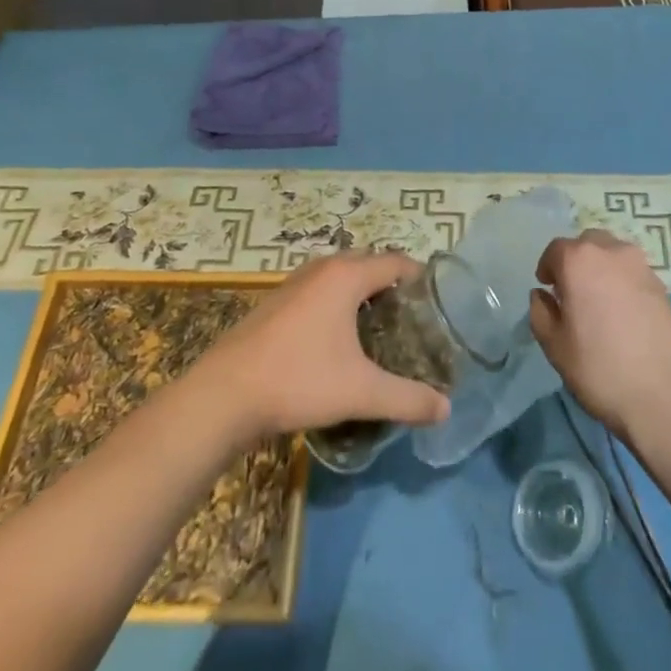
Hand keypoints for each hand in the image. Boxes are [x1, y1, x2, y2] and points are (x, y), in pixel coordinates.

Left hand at [194, 253, 450, 439]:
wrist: (224, 395)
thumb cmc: (299, 380)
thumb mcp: (361, 392)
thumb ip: (407, 398)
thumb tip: (446, 409)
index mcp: (347, 275)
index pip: (396, 261)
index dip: (420, 278)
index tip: (436, 305)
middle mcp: (323, 268)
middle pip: (369, 265)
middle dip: (392, 287)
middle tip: (411, 322)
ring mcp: (295, 282)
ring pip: (341, 277)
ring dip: (362, 295)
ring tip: (379, 331)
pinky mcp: (276, 302)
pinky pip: (319, 291)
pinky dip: (336, 304)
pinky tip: (338, 342)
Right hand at [530, 231, 670, 442]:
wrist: (667, 395)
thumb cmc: (600, 369)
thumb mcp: (555, 346)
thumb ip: (541, 313)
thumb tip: (542, 295)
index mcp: (579, 260)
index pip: (555, 249)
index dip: (547, 268)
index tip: (547, 289)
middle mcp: (611, 252)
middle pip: (587, 243)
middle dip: (576, 261)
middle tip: (572, 292)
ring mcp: (641, 266)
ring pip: (613, 254)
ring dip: (601, 268)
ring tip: (600, 302)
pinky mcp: (663, 286)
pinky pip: (633, 273)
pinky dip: (623, 282)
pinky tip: (624, 314)